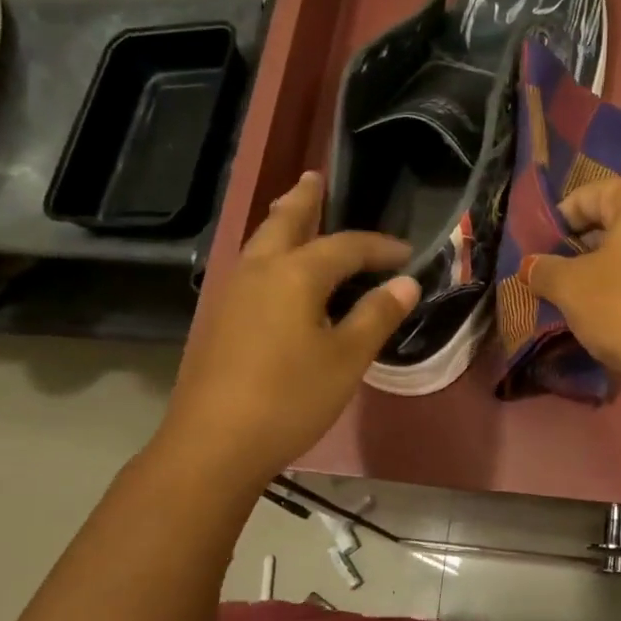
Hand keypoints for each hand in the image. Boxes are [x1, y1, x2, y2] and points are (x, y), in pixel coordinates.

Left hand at [155, 172, 417, 486]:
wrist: (214, 442)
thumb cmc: (291, 398)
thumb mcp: (346, 359)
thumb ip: (377, 316)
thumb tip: (405, 283)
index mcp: (295, 273)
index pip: (346, 246)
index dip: (379, 247)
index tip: (406, 254)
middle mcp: (259, 270)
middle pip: (284, 221)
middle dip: (304, 199)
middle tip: (316, 178)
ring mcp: (233, 293)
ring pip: (260, 241)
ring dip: (281, 222)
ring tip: (294, 211)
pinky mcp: (220, 318)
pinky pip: (251, 267)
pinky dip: (270, 252)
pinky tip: (277, 273)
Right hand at [526, 179, 620, 384]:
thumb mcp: (569, 286)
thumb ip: (545, 270)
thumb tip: (530, 266)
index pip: (589, 195)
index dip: (557, 220)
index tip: (537, 249)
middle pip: (615, 222)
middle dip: (581, 247)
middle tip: (553, 274)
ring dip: (604, 271)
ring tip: (577, 297)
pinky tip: (610, 315)